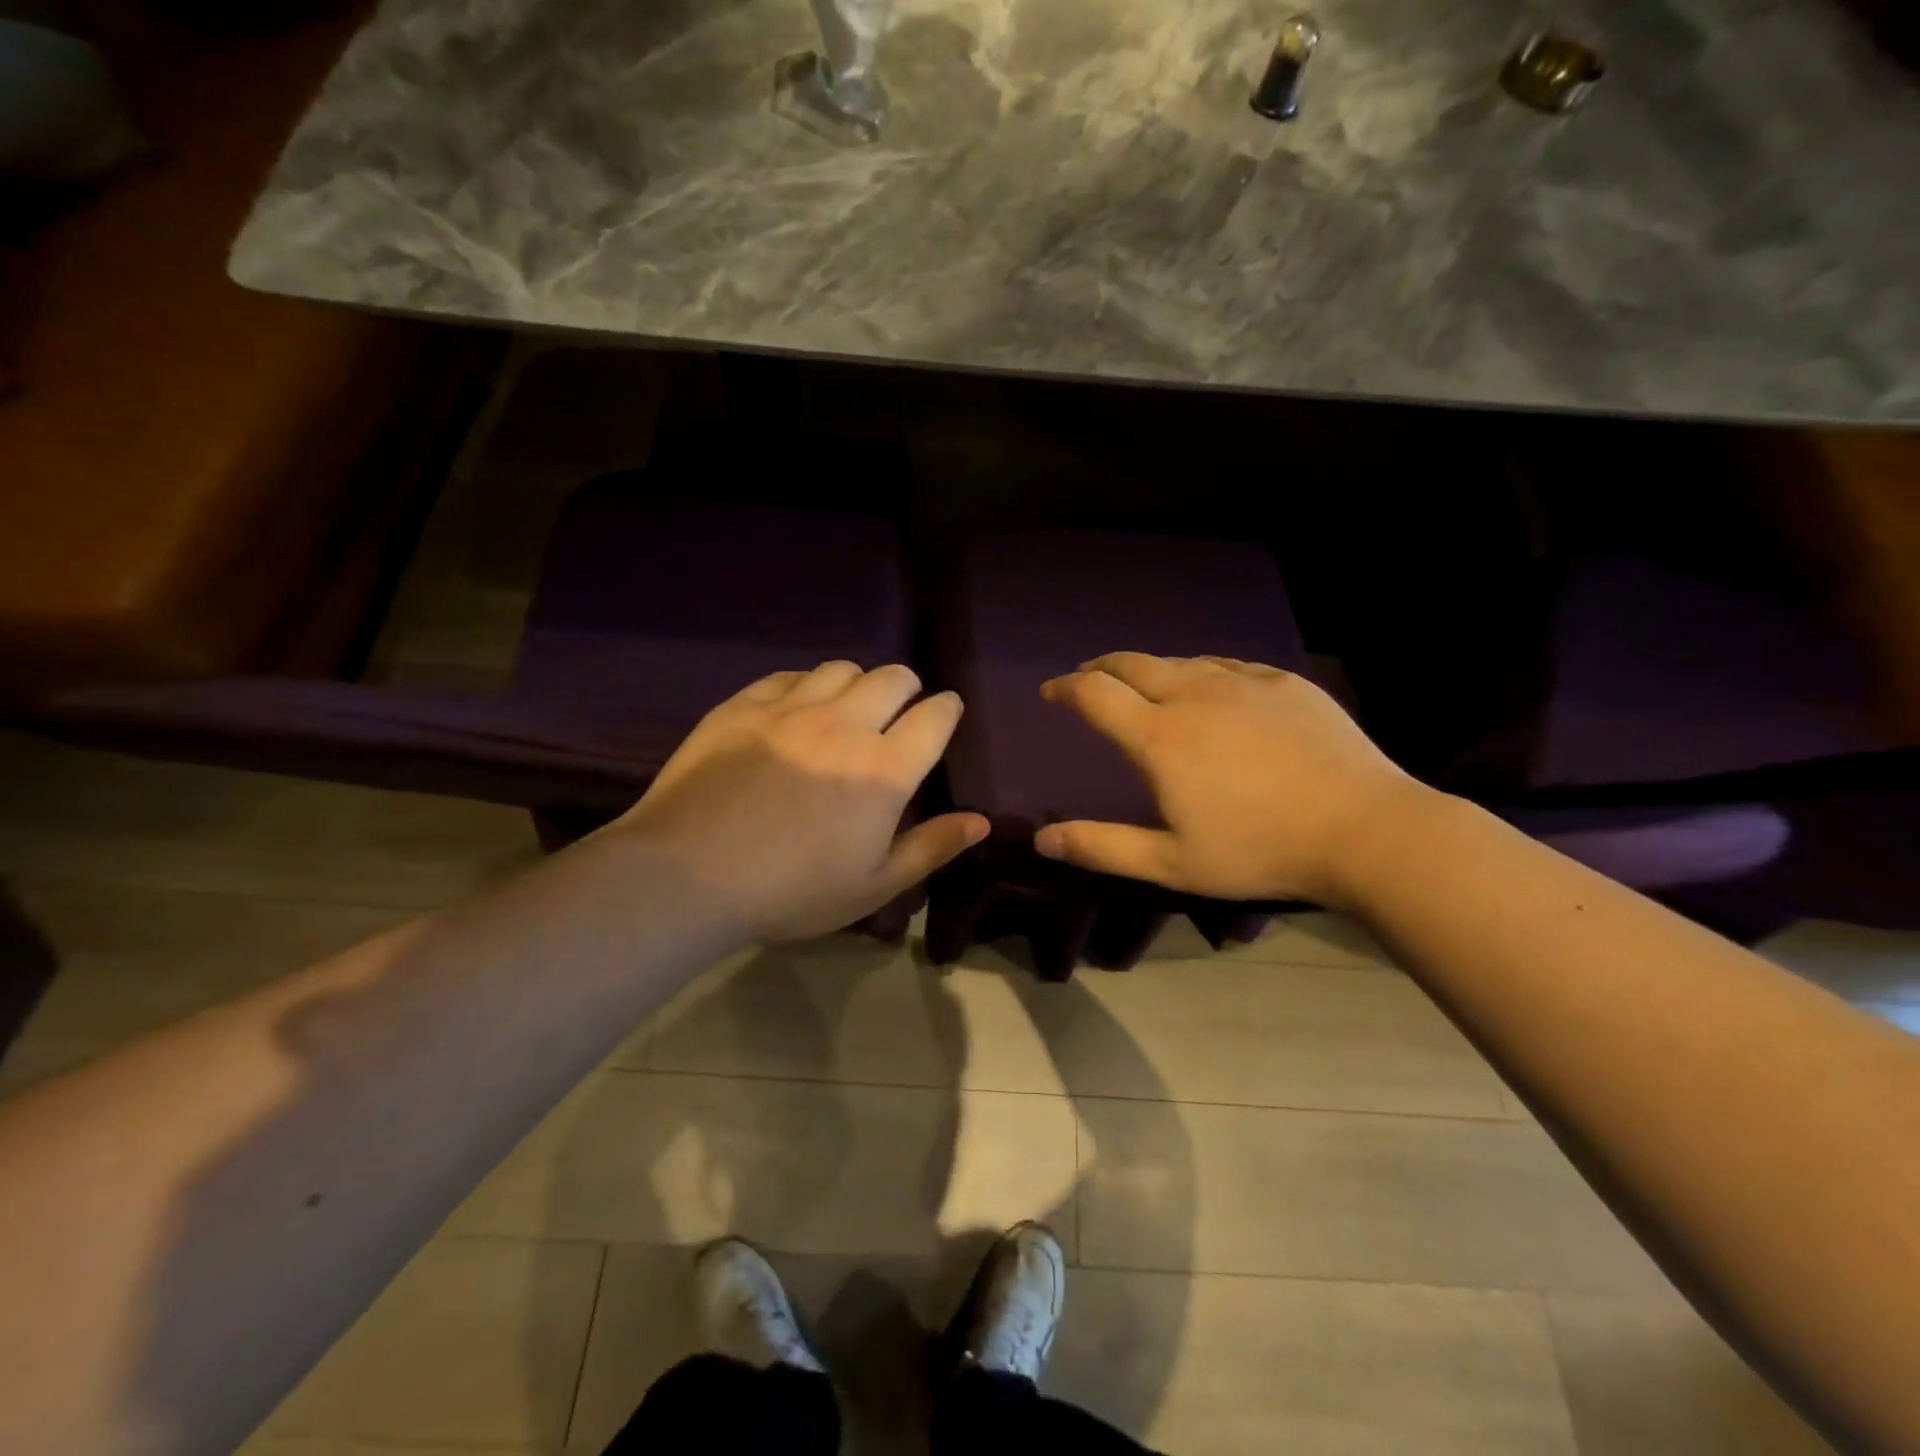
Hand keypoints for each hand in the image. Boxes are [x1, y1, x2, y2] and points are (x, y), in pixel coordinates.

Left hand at [614, 662, 988, 942]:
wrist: (688, 876)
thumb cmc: (791, 891)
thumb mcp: (873, 885)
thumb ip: (932, 847)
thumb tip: (981, 821)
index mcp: (884, 769)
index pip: (935, 717)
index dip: (947, 710)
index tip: (945, 715)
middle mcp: (844, 724)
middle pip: (893, 677)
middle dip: (907, 688)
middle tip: (898, 713)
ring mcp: (790, 708)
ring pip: (841, 668)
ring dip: (857, 682)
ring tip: (847, 708)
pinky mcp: (743, 705)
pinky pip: (788, 676)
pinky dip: (805, 685)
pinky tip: (795, 710)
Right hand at [1034, 653, 1426, 907]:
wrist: (1366, 830)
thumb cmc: (1259, 851)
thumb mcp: (1172, 863)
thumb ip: (1101, 847)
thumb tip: (1042, 838)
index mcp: (1160, 735)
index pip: (1094, 693)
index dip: (1065, 688)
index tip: (1051, 692)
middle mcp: (1195, 694)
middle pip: (1132, 663)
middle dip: (1100, 667)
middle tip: (1087, 678)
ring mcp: (1244, 683)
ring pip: (1181, 661)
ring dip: (1150, 670)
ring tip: (1144, 685)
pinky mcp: (1285, 683)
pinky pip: (1228, 666)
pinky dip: (1202, 673)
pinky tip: (1212, 689)